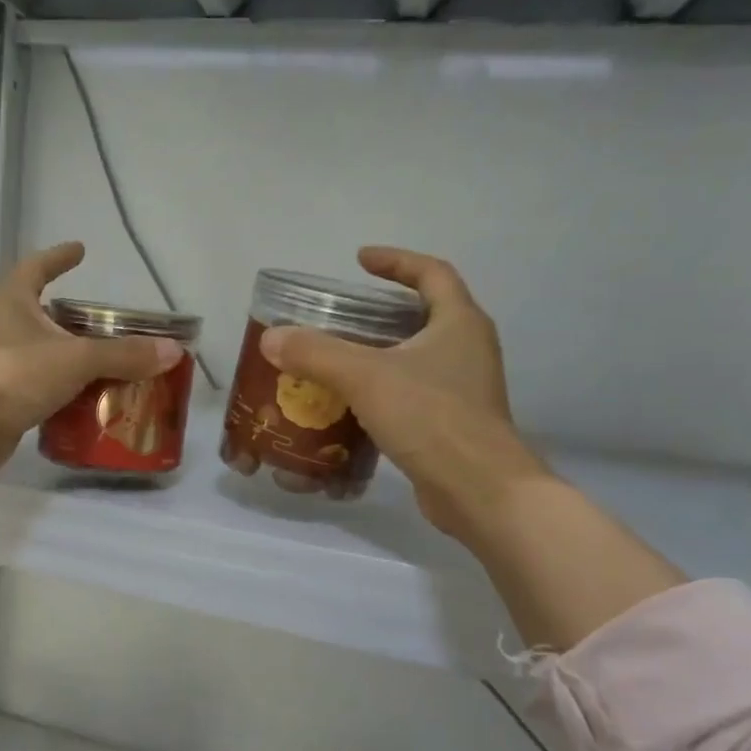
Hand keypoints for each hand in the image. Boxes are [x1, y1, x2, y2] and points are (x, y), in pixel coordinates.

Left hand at [0, 241, 183, 476]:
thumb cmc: (15, 375)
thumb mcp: (76, 359)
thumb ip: (124, 355)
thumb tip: (172, 351)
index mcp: (13, 303)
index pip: (35, 268)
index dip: (58, 257)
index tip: (80, 250)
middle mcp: (3, 329)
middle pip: (41, 315)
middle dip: (71, 318)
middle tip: (106, 323)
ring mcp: (0, 366)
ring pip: (42, 355)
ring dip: (70, 358)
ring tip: (107, 364)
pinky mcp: (2, 400)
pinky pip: (40, 389)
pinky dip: (64, 392)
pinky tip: (89, 402)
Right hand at [258, 247, 548, 538]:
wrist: (479, 490)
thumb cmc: (430, 418)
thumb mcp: (366, 377)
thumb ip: (316, 353)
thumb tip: (271, 338)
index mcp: (459, 323)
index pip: (431, 273)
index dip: (396, 261)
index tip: (360, 260)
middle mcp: (469, 348)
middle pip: (426, 313)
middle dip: (384, 309)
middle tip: (342, 313)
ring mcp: (465, 388)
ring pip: (418, 355)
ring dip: (382, 351)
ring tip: (338, 356)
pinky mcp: (453, 422)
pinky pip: (414, 391)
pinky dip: (384, 388)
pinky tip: (351, 404)